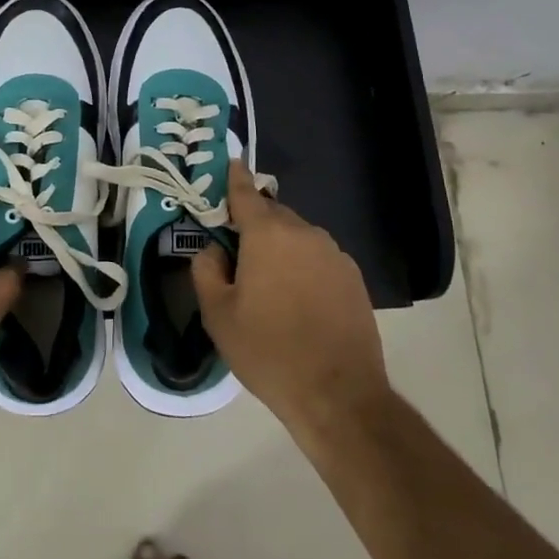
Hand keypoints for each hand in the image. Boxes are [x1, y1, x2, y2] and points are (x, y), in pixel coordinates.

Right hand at [191, 160, 390, 440]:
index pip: (245, 192)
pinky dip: (303, 265)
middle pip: (272, 214)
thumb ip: (206, 269)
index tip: (228, 164)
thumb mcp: (218, 314)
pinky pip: (318, 258)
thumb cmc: (269, 351)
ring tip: (267, 283)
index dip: (233, 178)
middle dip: (253, 224)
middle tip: (236, 251)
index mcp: (268, 234)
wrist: (339, 395)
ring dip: (279, 247)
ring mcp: (334, 254)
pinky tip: (297, 299)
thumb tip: (214, 249)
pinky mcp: (353, 278)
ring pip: (297, 236)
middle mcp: (305, 232)